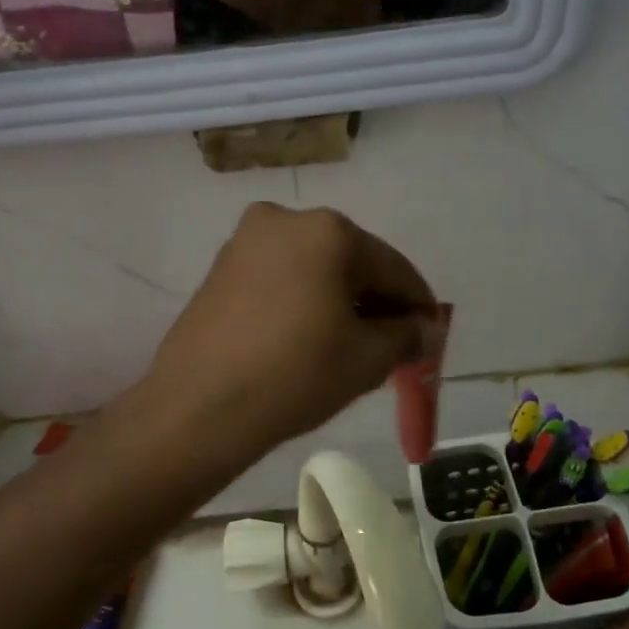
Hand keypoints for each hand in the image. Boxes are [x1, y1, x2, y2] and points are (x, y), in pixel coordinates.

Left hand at [139, 203, 438, 461]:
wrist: (198, 407)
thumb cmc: (294, 375)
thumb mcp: (366, 360)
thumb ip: (406, 336)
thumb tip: (424, 328)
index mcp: (328, 231)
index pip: (392, 267)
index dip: (417, 304)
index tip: (430, 334)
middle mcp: (284, 220)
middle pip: (350, 262)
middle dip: (375, 301)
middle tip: (391, 344)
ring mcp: (244, 242)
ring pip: (311, 270)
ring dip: (336, 301)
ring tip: (349, 345)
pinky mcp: (218, 270)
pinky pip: (278, 280)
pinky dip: (301, 302)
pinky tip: (305, 338)